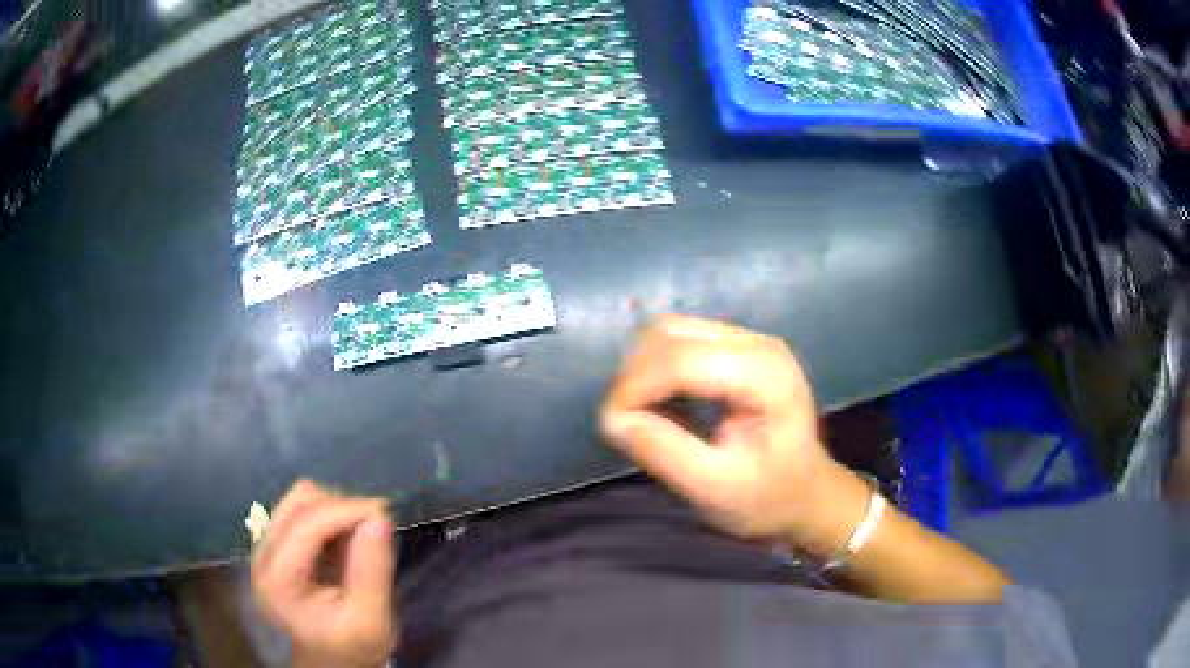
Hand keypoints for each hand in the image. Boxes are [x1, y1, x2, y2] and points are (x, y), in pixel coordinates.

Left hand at [251, 480, 396, 667]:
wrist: (332, 658)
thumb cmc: (352, 646)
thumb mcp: (372, 621)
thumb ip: (372, 571)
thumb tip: (379, 517)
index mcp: (277, 581)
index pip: (305, 525)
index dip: (345, 510)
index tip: (384, 512)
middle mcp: (262, 556)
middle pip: (298, 503)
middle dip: (341, 507)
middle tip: (376, 525)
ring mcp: (265, 546)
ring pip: (299, 499)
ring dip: (335, 508)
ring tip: (360, 535)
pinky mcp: (276, 541)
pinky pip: (302, 509)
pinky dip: (330, 515)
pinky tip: (346, 540)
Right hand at [601, 315, 867, 555]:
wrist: (807, 493)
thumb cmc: (769, 497)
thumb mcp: (715, 488)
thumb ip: (664, 451)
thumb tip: (612, 418)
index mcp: (764, 374)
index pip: (680, 360)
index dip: (635, 387)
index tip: (611, 425)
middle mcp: (757, 343)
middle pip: (671, 334)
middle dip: (635, 375)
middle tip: (625, 423)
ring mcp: (748, 340)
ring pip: (670, 331)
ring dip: (643, 368)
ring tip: (641, 413)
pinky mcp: (736, 347)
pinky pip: (681, 341)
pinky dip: (658, 367)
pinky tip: (661, 401)